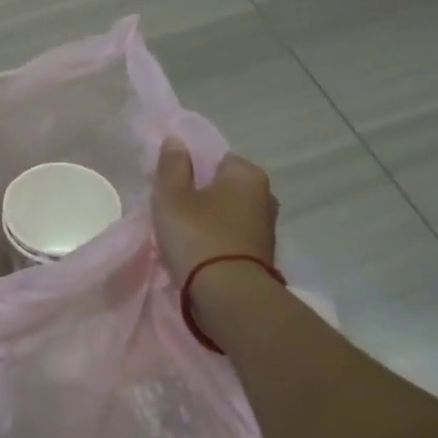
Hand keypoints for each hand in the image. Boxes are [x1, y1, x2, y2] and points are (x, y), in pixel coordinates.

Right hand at [152, 137, 278, 282]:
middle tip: (173, 213)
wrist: (229, 297)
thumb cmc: (198, 236)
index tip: (170, 190)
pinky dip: (217, 242)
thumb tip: (176, 140)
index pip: (214, 159)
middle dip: (200, 196)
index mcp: (247, 174)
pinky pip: (233, 237)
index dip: (189, 171)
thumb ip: (172, 165)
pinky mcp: (263, 255)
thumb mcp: (172, 196)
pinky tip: (199, 254)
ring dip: (209, 221)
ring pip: (228, 214)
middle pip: (222, 187)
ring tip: (182, 237)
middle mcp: (265, 195)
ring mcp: (267, 227)